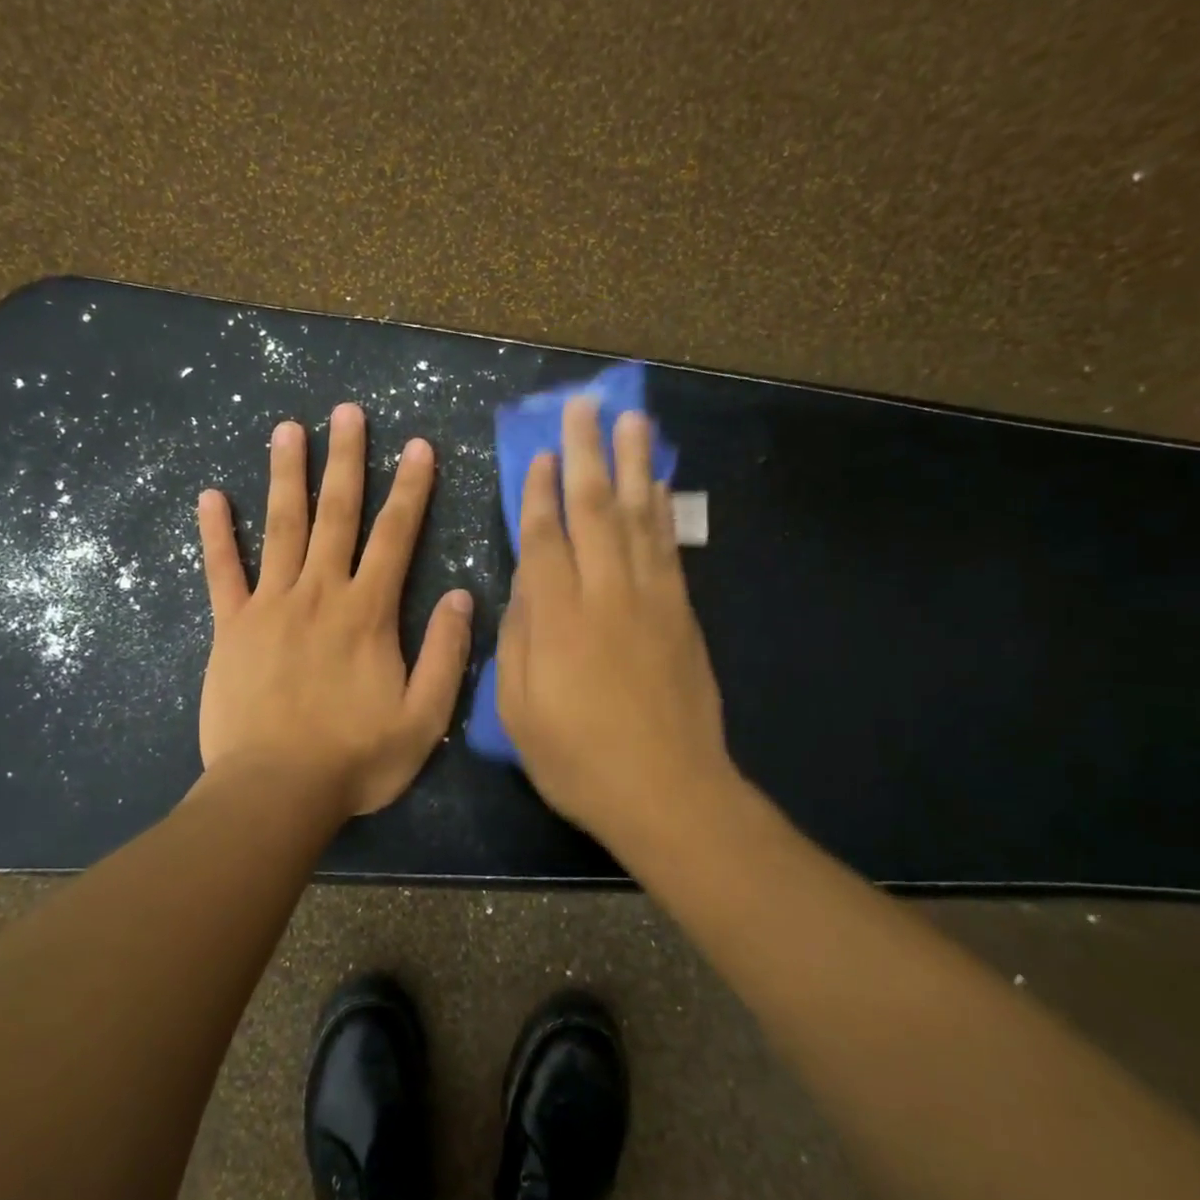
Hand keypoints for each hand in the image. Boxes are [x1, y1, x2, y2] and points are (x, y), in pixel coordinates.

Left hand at [196, 403, 473, 819]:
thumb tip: (464, 596)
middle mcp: (320, 593)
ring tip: (287, 429)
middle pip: (336, 514)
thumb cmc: (356, 758)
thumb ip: (447, 654)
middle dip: (346, 460)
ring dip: (287, 475)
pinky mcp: (231, 626)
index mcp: (368, 612)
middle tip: (346, 412)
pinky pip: (222, 571)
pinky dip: (216, 533)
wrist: (275, 791)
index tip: (418, 446)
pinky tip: (211, 496)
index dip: (411, 488)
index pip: (396, 536)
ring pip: (281, 526)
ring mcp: (270, 605)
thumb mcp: (424, 717)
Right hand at [495, 396, 738, 844]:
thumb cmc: (578, 758)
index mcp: (557, 617)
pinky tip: (658, 484)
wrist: (668, 792)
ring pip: (638, 516)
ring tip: (632, 420)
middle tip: (585, 407)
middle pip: (594, 509)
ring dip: (633, 464)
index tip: (539, 453)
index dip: (539, 492)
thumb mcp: (519, 710)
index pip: (545, 538)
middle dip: (586, 454)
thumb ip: (518, 640)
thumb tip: (523, 588)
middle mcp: (604, 593)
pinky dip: (662, 509)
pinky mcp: (682, 613)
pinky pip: (668, 547)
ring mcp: (650, 599)